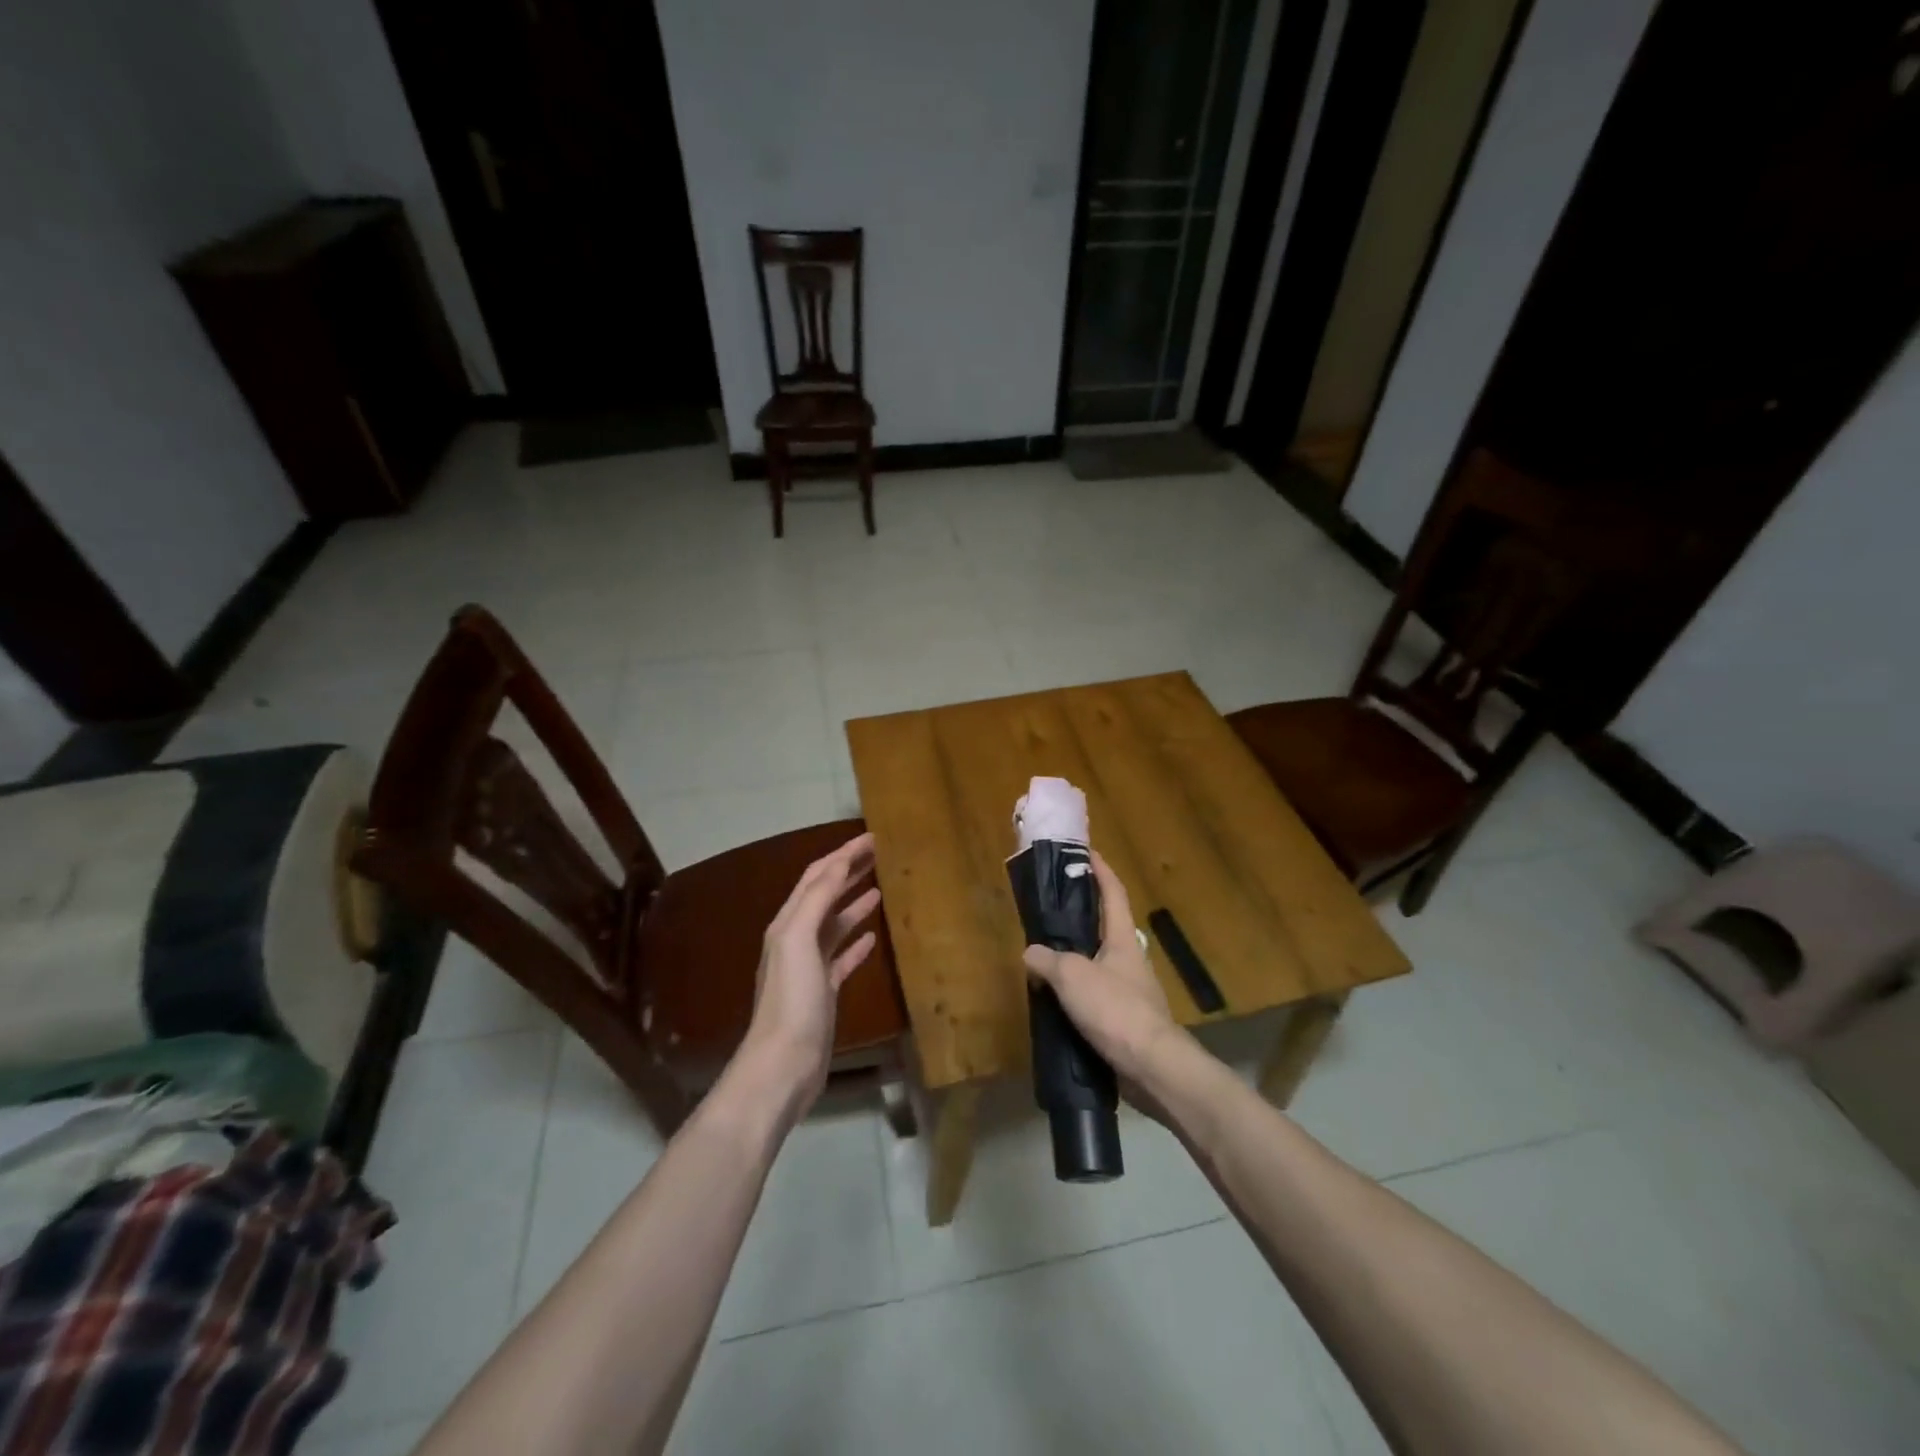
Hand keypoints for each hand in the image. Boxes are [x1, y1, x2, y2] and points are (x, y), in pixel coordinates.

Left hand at [736, 832, 882, 1122]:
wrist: (783, 1065)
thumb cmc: (792, 1000)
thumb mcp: (798, 941)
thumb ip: (816, 900)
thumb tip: (838, 864)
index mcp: (789, 923)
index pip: (818, 876)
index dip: (844, 854)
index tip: (873, 837)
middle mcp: (796, 939)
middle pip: (825, 895)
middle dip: (850, 871)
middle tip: (880, 853)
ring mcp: (810, 967)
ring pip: (835, 924)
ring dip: (854, 902)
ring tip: (880, 885)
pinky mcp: (825, 992)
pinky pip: (842, 957)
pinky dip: (857, 941)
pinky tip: (874, 936)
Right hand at [1023, 852, 1181, 1086]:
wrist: (1151, 1066)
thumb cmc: (1115, 1009)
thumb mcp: (1072, 977)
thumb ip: (1047, 960)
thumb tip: (1031, 952)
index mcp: (1123, 939)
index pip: (1113, 893)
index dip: (1101, 870)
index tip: (1087, 853)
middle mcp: (1130, 959)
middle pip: (1107, 927)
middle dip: (1083, 915)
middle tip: (1053, 909)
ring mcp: (1131, 990)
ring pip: (1099, 963)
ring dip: (1076, 957)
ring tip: (1046, 957)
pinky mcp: (1126, 1019)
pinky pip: (1097, 995)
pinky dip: (1078, 992)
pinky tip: (1058, 1001)